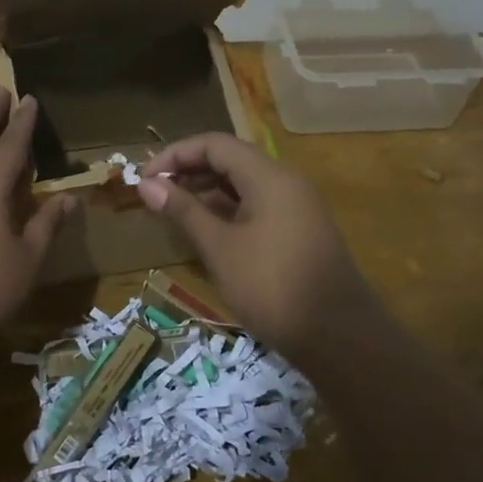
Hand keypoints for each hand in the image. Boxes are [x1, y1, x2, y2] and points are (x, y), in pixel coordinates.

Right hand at [136, 133, 382, 359]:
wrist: (338, 337)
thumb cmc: (272, 287)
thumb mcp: (220, 248)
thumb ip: (184, 211)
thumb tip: (147, 185)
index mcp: (269, 177)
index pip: (215, 144)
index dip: (176, 155)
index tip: (145, 179)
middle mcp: (286, 183)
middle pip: (231, 160)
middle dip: (189, 171)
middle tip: (154, 194)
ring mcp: (296, 208)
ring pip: (244, 185)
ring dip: (207, 192)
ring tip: (172, 211)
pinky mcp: (298, 232)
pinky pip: (257, 206)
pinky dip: (227, 211)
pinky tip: (205, 231)